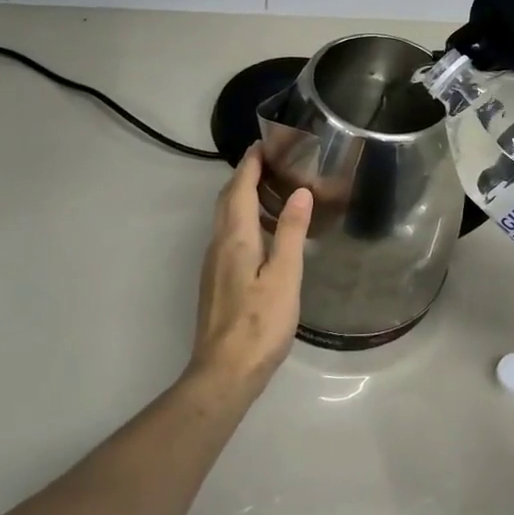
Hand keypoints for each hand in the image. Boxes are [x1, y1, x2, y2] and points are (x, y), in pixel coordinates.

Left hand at [187, 146, 311, 390]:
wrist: (224, 371)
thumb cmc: (259, 323)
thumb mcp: (285, 276)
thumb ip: (291, 232)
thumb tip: (299, 192)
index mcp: (235, 238)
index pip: (240, 188)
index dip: (251, 164)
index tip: (265, 143)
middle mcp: (219, 244)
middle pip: (228, 200)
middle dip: (245, 176)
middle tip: (270, 161)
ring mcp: (214, 264)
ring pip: (226, 219)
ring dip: (243, 197)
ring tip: (272, 190)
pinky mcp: (217, 281)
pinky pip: (228, 236)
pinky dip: (244, 220)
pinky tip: (264, 233)